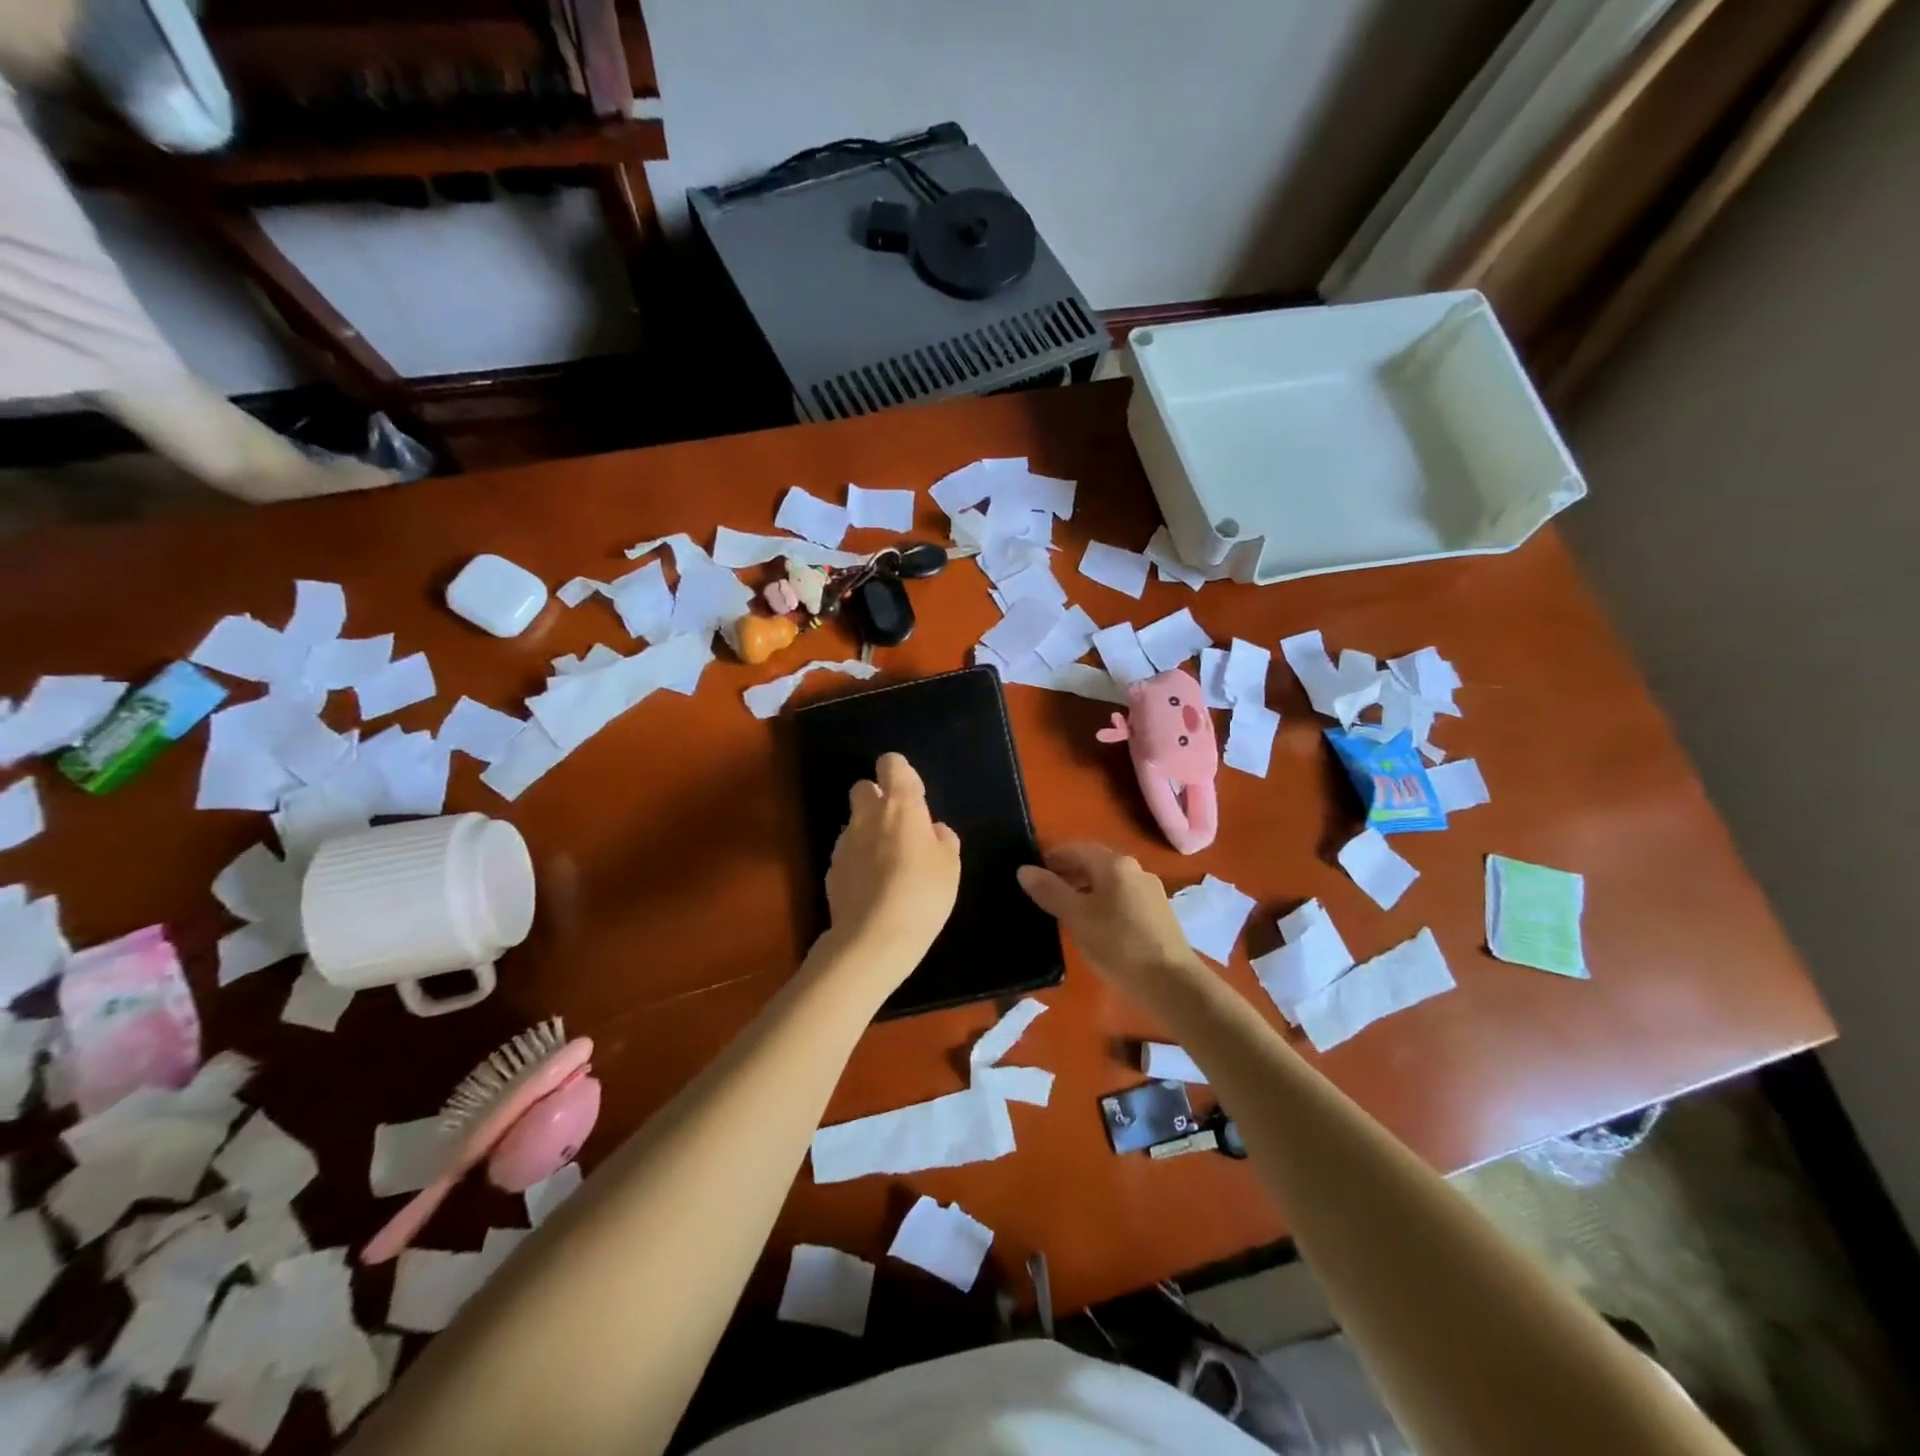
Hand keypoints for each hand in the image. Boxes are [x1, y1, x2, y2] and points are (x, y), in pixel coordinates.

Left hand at [823, 753, 960, 979]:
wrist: (873, 939)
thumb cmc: (922, 895)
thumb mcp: (950, 867)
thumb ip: (943, 840)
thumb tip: (933, 830)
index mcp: (901, 806)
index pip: (892, 764)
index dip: (901, 773)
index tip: (914, 796)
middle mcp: (867, 816)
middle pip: (863, 787)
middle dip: (877, 797)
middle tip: (898, 826)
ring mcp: (844, 843)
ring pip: (854, 822)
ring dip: (868, 832)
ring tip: (888, 864)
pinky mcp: (831, 870)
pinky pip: (847, 853)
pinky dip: (858, 861)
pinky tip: (872, 887)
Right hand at [1017, 843, 1199, 996]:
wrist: (1172, 983)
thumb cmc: (1119, 944)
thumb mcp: (1076, 917)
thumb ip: (1049, 891)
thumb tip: (1024, 870)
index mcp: (1115, 864)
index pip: (1075, 849)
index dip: (1051, 859)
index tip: (1031, 877)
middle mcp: (1135, 870)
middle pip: (1093, 864)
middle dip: (1067, 875)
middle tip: (1043, 896)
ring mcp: (1150, 892)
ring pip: (1108, 883)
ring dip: (1084, 891)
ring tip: (1064, 914)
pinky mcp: (1158, 914)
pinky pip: (1122, 899)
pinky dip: (1102, 905)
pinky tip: (1094, 928)